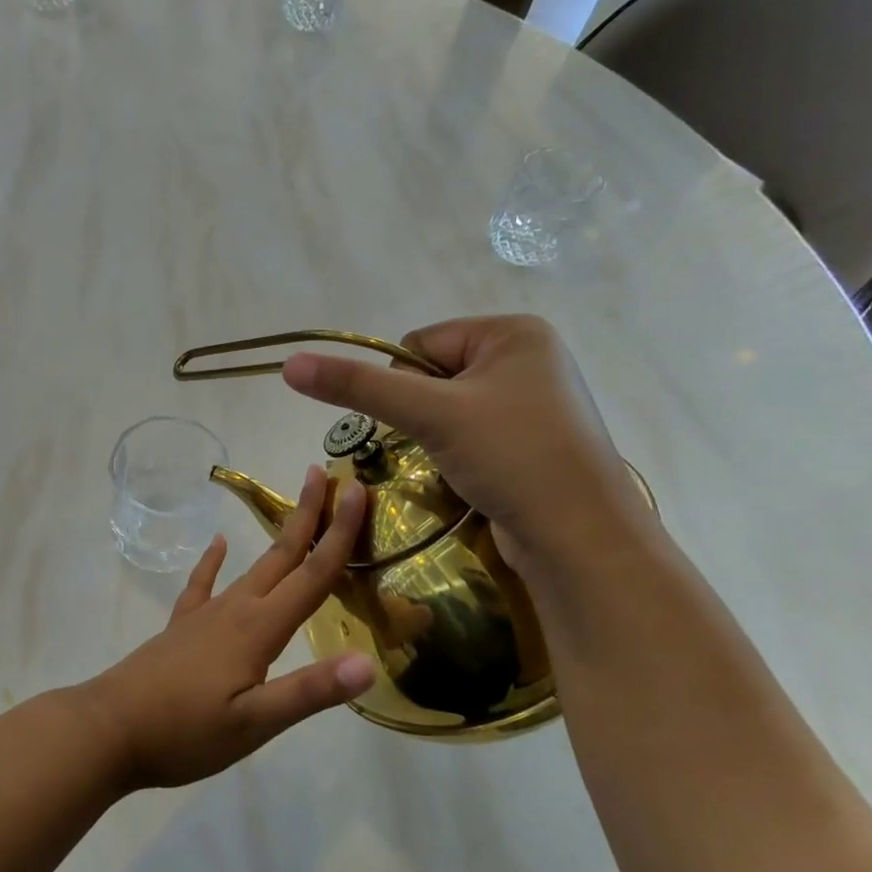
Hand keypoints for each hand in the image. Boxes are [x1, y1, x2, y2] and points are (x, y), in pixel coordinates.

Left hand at [80, 466, 374, 789]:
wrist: (110, 728)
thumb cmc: (186, 732)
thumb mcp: (254, 723)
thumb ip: (310, 691)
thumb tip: (368, 662)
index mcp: (259, 628)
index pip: (312, 573)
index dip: (339, 533)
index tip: (358, 491)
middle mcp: (236, 609)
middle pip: (282, 555)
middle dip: (308, 515)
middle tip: (325, 475)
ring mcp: (205, 615)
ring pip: (252, 567)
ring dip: (278, 538)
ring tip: (294, 514)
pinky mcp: (183, 626)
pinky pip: (203, 584)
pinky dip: (213, 561)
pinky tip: (217, 544)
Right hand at [280, 315, 651, 569]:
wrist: (581, 538)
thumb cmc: (513, 457)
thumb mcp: (430, 414)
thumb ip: (358, 387)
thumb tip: (290, 363)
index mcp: (514, 332)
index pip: (420, 344)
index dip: (403, 384)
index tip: (422, 422)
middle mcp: (528, 358)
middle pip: (433, 377)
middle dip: (423, 414)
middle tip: (444, 445)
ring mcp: (534, 402)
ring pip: (450, 410)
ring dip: (439, 437)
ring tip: (464, 464)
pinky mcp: (533, 442)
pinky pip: (473, 434)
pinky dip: (461, 454)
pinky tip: (477, 477)